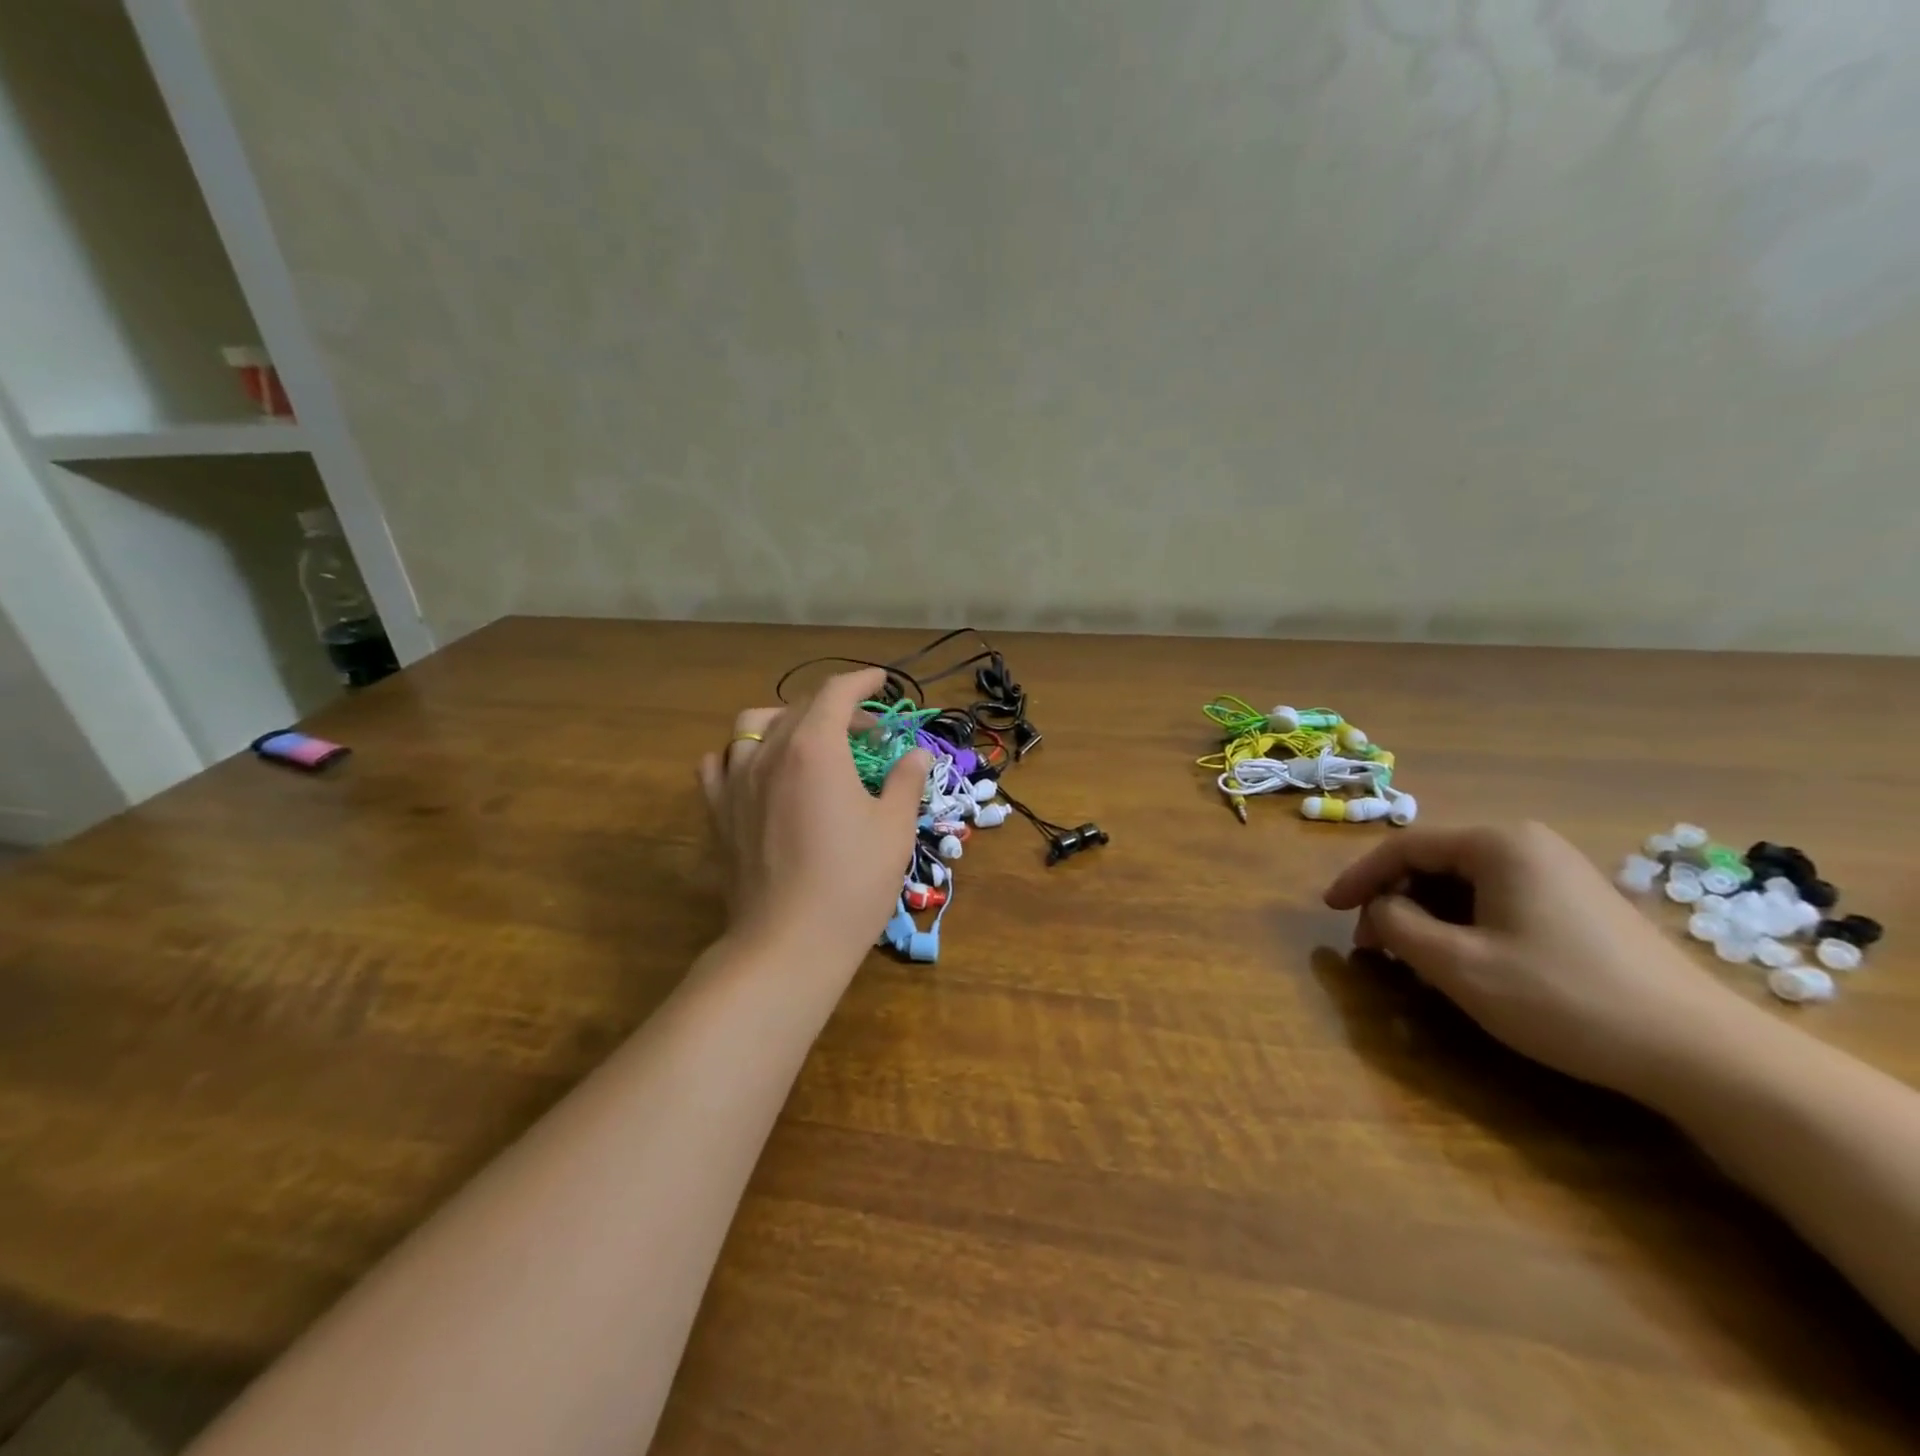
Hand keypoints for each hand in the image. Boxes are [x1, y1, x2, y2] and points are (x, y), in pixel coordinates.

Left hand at [700, 668, 930, 964]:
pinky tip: (758, 771)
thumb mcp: (894, 829)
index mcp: (815, 748)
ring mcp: (735, 781)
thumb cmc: (852, 883)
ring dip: (785, 721)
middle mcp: (769, 753)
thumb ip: (906, 781)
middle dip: (836, 707)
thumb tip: (917, 754)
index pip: (836, 693)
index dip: (862, 681)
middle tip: (867, 732)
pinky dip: (740, 754)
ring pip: (752, 726)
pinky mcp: (717, 812)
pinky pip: (720, 763)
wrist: (788, 943)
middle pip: (799, 707)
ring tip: (808, 742)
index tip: (881, 680)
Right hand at [1322, 822, 1752, 1099]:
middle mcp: (1528, 845)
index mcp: (1498, 844)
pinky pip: (1499, 900)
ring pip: (1465, 883)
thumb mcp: (1459, 965)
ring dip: (1427, 915)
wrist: (1700, 1052)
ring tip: (1412, 957)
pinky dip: (1464, 923)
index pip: (1404, 846)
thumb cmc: (1563, 998)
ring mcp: (1559, 873)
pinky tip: (1463, 960)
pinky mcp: (1579, 905)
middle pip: (1435, 861)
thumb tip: (1379, 909)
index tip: (1328, 910)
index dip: (1358, 877)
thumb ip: (1397, 927)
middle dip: (1394, 900)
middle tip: (1371, 945)